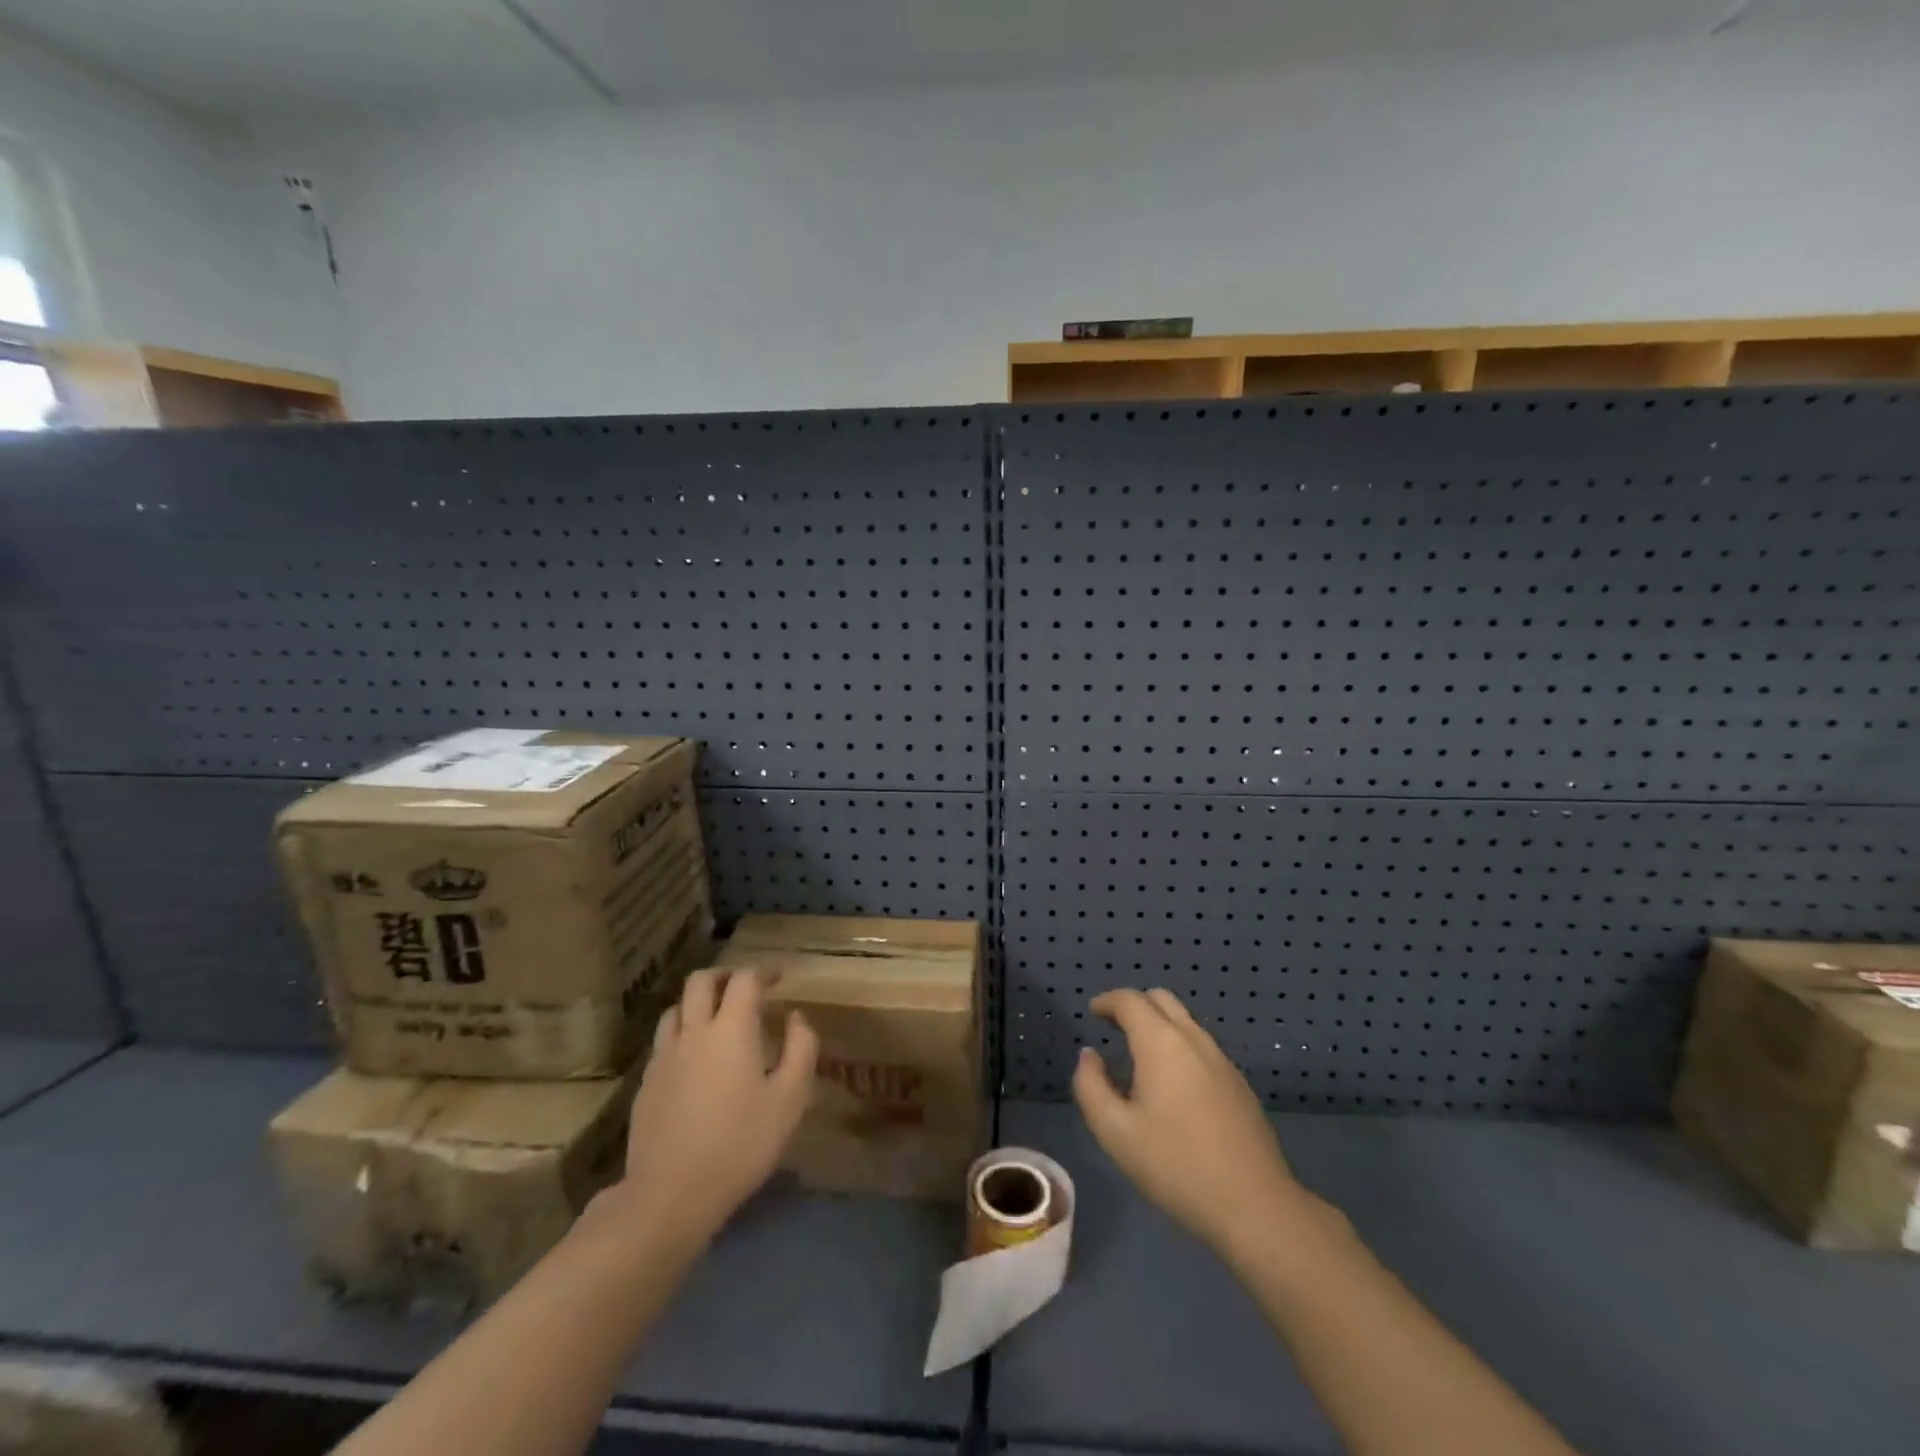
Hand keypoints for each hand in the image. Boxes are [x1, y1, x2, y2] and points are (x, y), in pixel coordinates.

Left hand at [609, 969, 818, 1247]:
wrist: (669, 1195)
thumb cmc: (740, 1144)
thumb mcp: (790, 1099)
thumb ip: (800, 1049)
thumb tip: (796, 1018)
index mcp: (731, 1028)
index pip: (744, 979)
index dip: (763, 972)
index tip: (779, 978)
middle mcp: (694, 1031)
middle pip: (701, 981)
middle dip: (725, 976)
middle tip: (746, 988)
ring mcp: (664, 1056)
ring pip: (676, 1007)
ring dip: (698, 1002)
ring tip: (717, 1019)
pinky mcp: (646, 1083)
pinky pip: (664, 1040)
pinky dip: (682, 1032)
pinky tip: (695, 1058)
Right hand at [1073, 988, 1328, 1263]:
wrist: (1255, 1205)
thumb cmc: (1176, 1166)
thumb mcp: (1115, 1132)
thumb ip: (1091, 1086)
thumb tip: (1090, 1055)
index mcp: (1161, 1043)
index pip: (1130, 1001)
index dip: (1107, 1001)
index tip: (1093, 1012)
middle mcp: (1193, 1039)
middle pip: (1161, 1000)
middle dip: (1134, 1005)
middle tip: (1113, 1027)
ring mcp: (1221, 1060)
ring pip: (1185, 1022)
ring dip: (1158, 1025)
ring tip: (1138, 1056)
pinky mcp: (1239, 1083)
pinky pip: (1201, 1046)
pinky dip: (1178, 1045)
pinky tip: (1172, 1084)